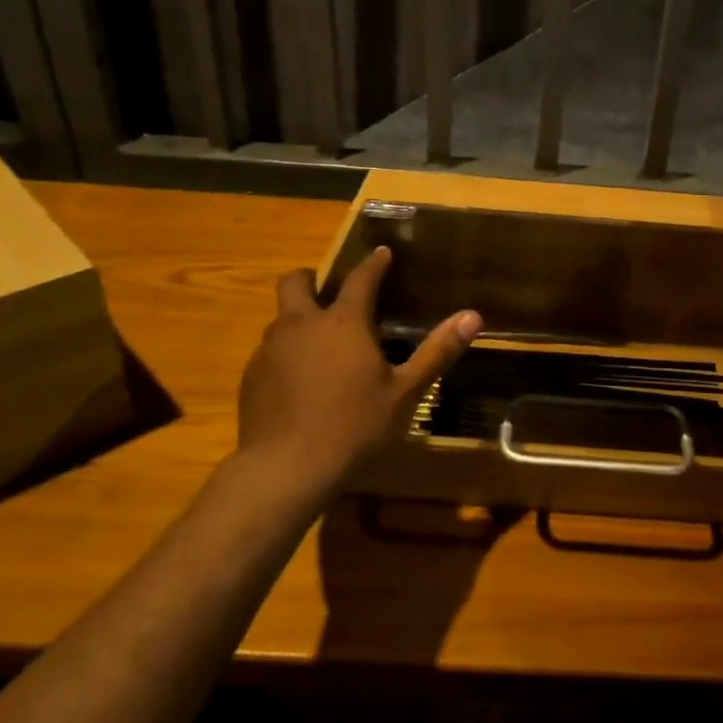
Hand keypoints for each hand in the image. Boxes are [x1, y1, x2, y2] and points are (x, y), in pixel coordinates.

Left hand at [235, 246, 480, 487]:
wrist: (285, 469)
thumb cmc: (354, 427)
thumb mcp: (405, 393)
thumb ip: (437, 352)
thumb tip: (472, 316)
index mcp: (343, 323)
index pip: (360, 279)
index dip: (373, 263)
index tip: (382, 253)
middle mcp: (301, 325)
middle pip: (295, 282)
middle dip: (311, 278)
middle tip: (330, 293)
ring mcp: (270, 350)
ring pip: (280, 318)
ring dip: (298, 319)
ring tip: (319, 344)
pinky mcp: (250, 377)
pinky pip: (269, 351)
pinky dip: (285, 354)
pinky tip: (299, 383)